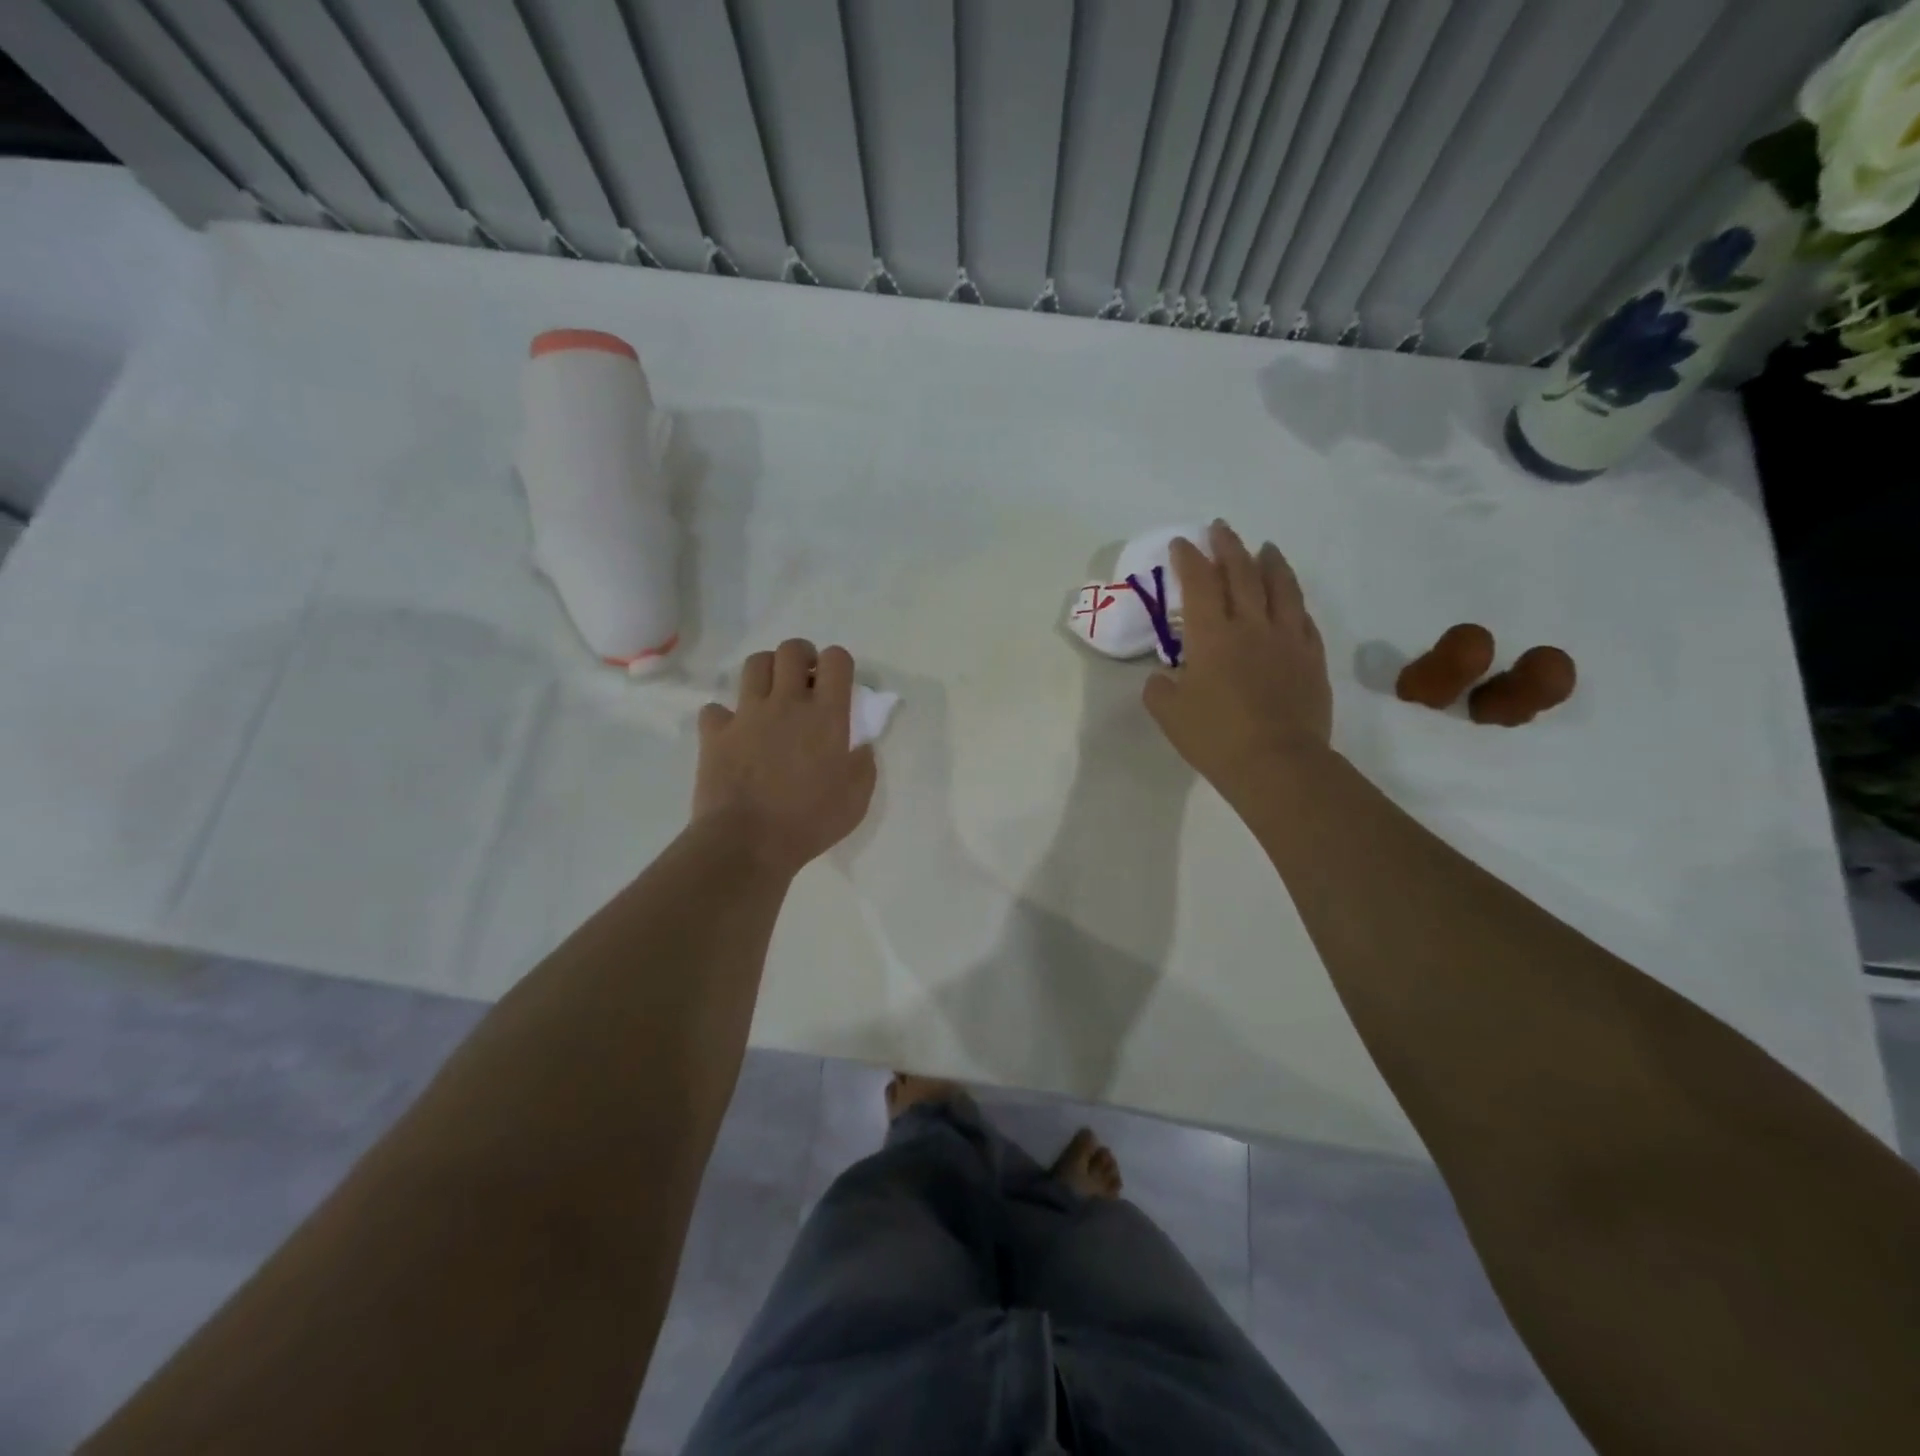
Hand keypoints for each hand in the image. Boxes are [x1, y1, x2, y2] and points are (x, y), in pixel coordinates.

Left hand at [692, 639, 877, 875]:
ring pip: (754, 665)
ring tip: (771, 696)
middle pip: (791, 651)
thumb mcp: (857, 799)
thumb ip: (863, 765)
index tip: (837, 682)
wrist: (747, 842)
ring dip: (767, 673)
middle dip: (802, 656)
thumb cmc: (809, 822)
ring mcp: (747, 715)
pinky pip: (716, 709)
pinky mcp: (715, 733)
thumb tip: (862, 746)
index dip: (839, 663)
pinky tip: (734, 733)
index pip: (837, 659)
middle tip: (805, 681)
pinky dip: (725, 716)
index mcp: (826, 715)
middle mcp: (786, 703)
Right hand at [1144, 520, 1331, 797]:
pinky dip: (1294, 602)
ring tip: (1265, 548)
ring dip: (1270, 562)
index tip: (1182, 542)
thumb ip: (1160, 688)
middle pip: (1241, 573)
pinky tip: (1290, 599)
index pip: (1198, 583)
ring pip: (1280, 587)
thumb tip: (1163, 676)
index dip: (1189, 559)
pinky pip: (1303, 619)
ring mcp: (1287, 638)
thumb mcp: (1169, 714)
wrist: (1276, 763)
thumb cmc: (1215, 737)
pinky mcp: (1311, 657)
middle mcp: (1250, 625)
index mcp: (1211, 635)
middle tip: (1220, 529)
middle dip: (1228, 546)